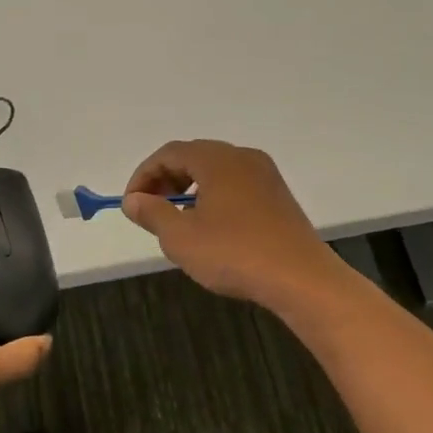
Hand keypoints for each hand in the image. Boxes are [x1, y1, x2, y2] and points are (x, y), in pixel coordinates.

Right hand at [121, 140, 340, 310]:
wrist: (301, 279)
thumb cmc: (234, 254)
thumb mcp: (180, 237)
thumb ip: (152, 213)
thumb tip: (133, 200)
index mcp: (217, 159)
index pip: (170, 153)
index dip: (144, 175)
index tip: (131, 204)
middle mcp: (243, 157)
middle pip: (194, 157)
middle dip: (165, 180)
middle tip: (150, 210)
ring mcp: (265, 176)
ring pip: (216, 172)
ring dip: (189, 189)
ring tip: (176, 220)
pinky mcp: (278, 197)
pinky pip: (235, 185)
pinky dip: (213, 197)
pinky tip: (209, 227)